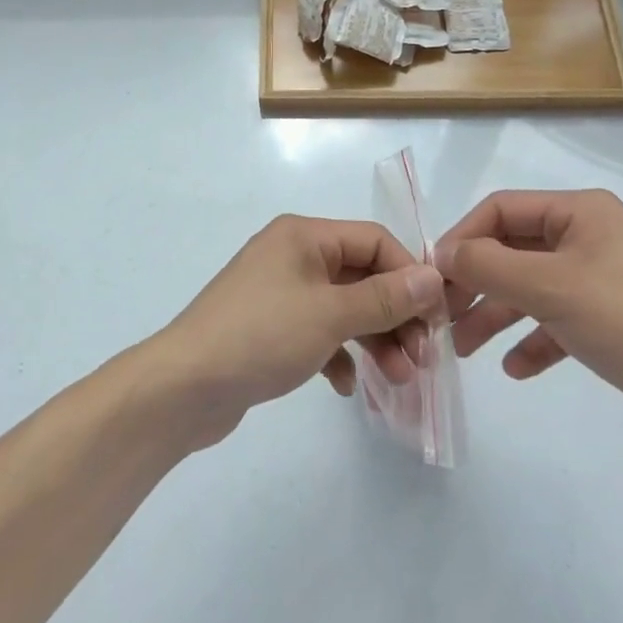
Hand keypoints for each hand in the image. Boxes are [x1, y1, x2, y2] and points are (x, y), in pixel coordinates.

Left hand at [150, 215, 445, 446]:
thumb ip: (385, 297)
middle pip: (361, 276)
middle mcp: (292, 255)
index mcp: (303, 235)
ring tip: (398, 380)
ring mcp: (279, 292)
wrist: (185, 387)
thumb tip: (433, 277)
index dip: (410, 274)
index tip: (437, 318)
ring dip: (374, 340)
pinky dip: (339, 355)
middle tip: (422, 360)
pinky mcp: (270, 328)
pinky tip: (347, 387)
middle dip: (395, 315)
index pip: (374, 240)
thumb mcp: (330, 314)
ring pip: (343, 308)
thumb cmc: (261, 336)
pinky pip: (319, 333)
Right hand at [437, 190, 622, 446]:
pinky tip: (514, 367)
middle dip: (477, 282)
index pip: (503, 209)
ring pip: (531, 288)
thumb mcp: (550, 288)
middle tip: (442, 313)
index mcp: (580, 212)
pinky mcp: (609, 320)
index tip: (435, 274)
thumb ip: (489, 265)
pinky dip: (532, 340)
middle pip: (513, 250)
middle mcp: (589, 236)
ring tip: (462, 348)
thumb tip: (442, 254)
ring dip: (496, 315)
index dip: (464, 237)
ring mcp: (600, 278)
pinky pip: (556, 320)